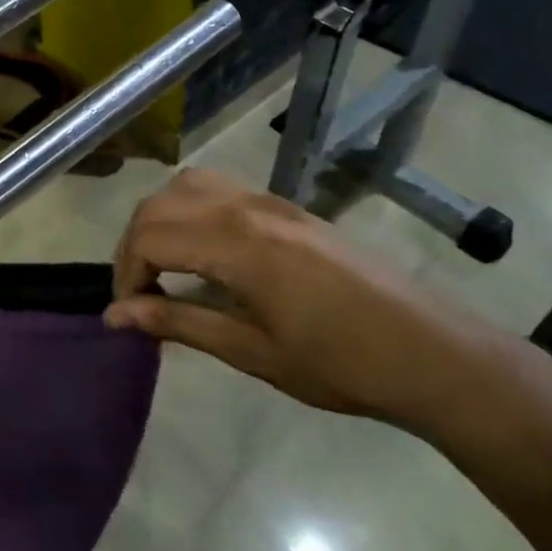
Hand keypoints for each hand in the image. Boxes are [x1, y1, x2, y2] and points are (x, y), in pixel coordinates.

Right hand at [104, 169, 504, 429]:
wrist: (435, 354)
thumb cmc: (343, 365)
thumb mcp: (253, 352)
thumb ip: (179, 323)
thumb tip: (115, 316)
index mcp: (237, 244)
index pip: (149, 237)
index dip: (126, 274)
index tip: (130, 314)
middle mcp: (246, 208)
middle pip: (158, 205)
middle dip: (133, 246)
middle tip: (138, 295)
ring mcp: (269, 201)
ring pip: (186, 185)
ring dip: (160, 219)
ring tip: (162, 266)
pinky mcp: (286, 207)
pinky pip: (217, 188)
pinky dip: (189, 208)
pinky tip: (203, 250)